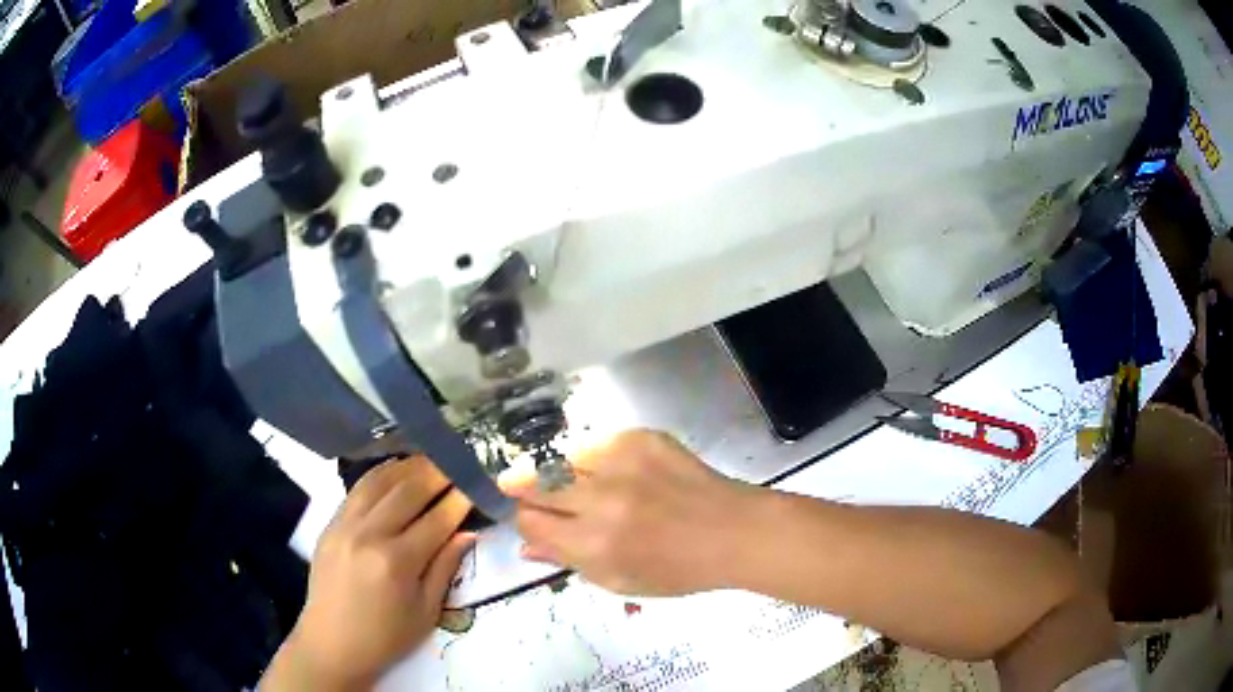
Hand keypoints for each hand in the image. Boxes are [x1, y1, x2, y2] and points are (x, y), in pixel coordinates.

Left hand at [262, 458, 475, 690]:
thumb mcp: (426, 612)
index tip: (476, 484)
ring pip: (379, 481)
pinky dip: (379, 475)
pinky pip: (357, 490)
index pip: (436, 520)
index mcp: (397, 562)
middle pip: (407, 491)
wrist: (332, 643)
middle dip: (436, 473)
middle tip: (457, 462)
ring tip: (429, 459)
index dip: (459, 500)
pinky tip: (394, 470)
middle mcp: (369, 535)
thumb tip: (467, 533)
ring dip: (407, 467)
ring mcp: (345, 525)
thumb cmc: (386, 637)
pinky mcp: (330, 524)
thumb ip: (445, 568)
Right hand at [505, 430, 761, 595]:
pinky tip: (608, 470)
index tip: (536, 522)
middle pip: (532, 483)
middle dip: (523, 488)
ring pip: (558, 457)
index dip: (527, 523)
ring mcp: (621, 463)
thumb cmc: (678, 569)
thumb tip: (524, 547)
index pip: (530, 523)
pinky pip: (596, 444)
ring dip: (554, 470)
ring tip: (564, 478)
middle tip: (524, 488)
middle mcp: (600, 501)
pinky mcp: (640, 438)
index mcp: (593, 545)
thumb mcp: (619, 581)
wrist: (732, 531)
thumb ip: (567, 562)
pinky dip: (593, 458)